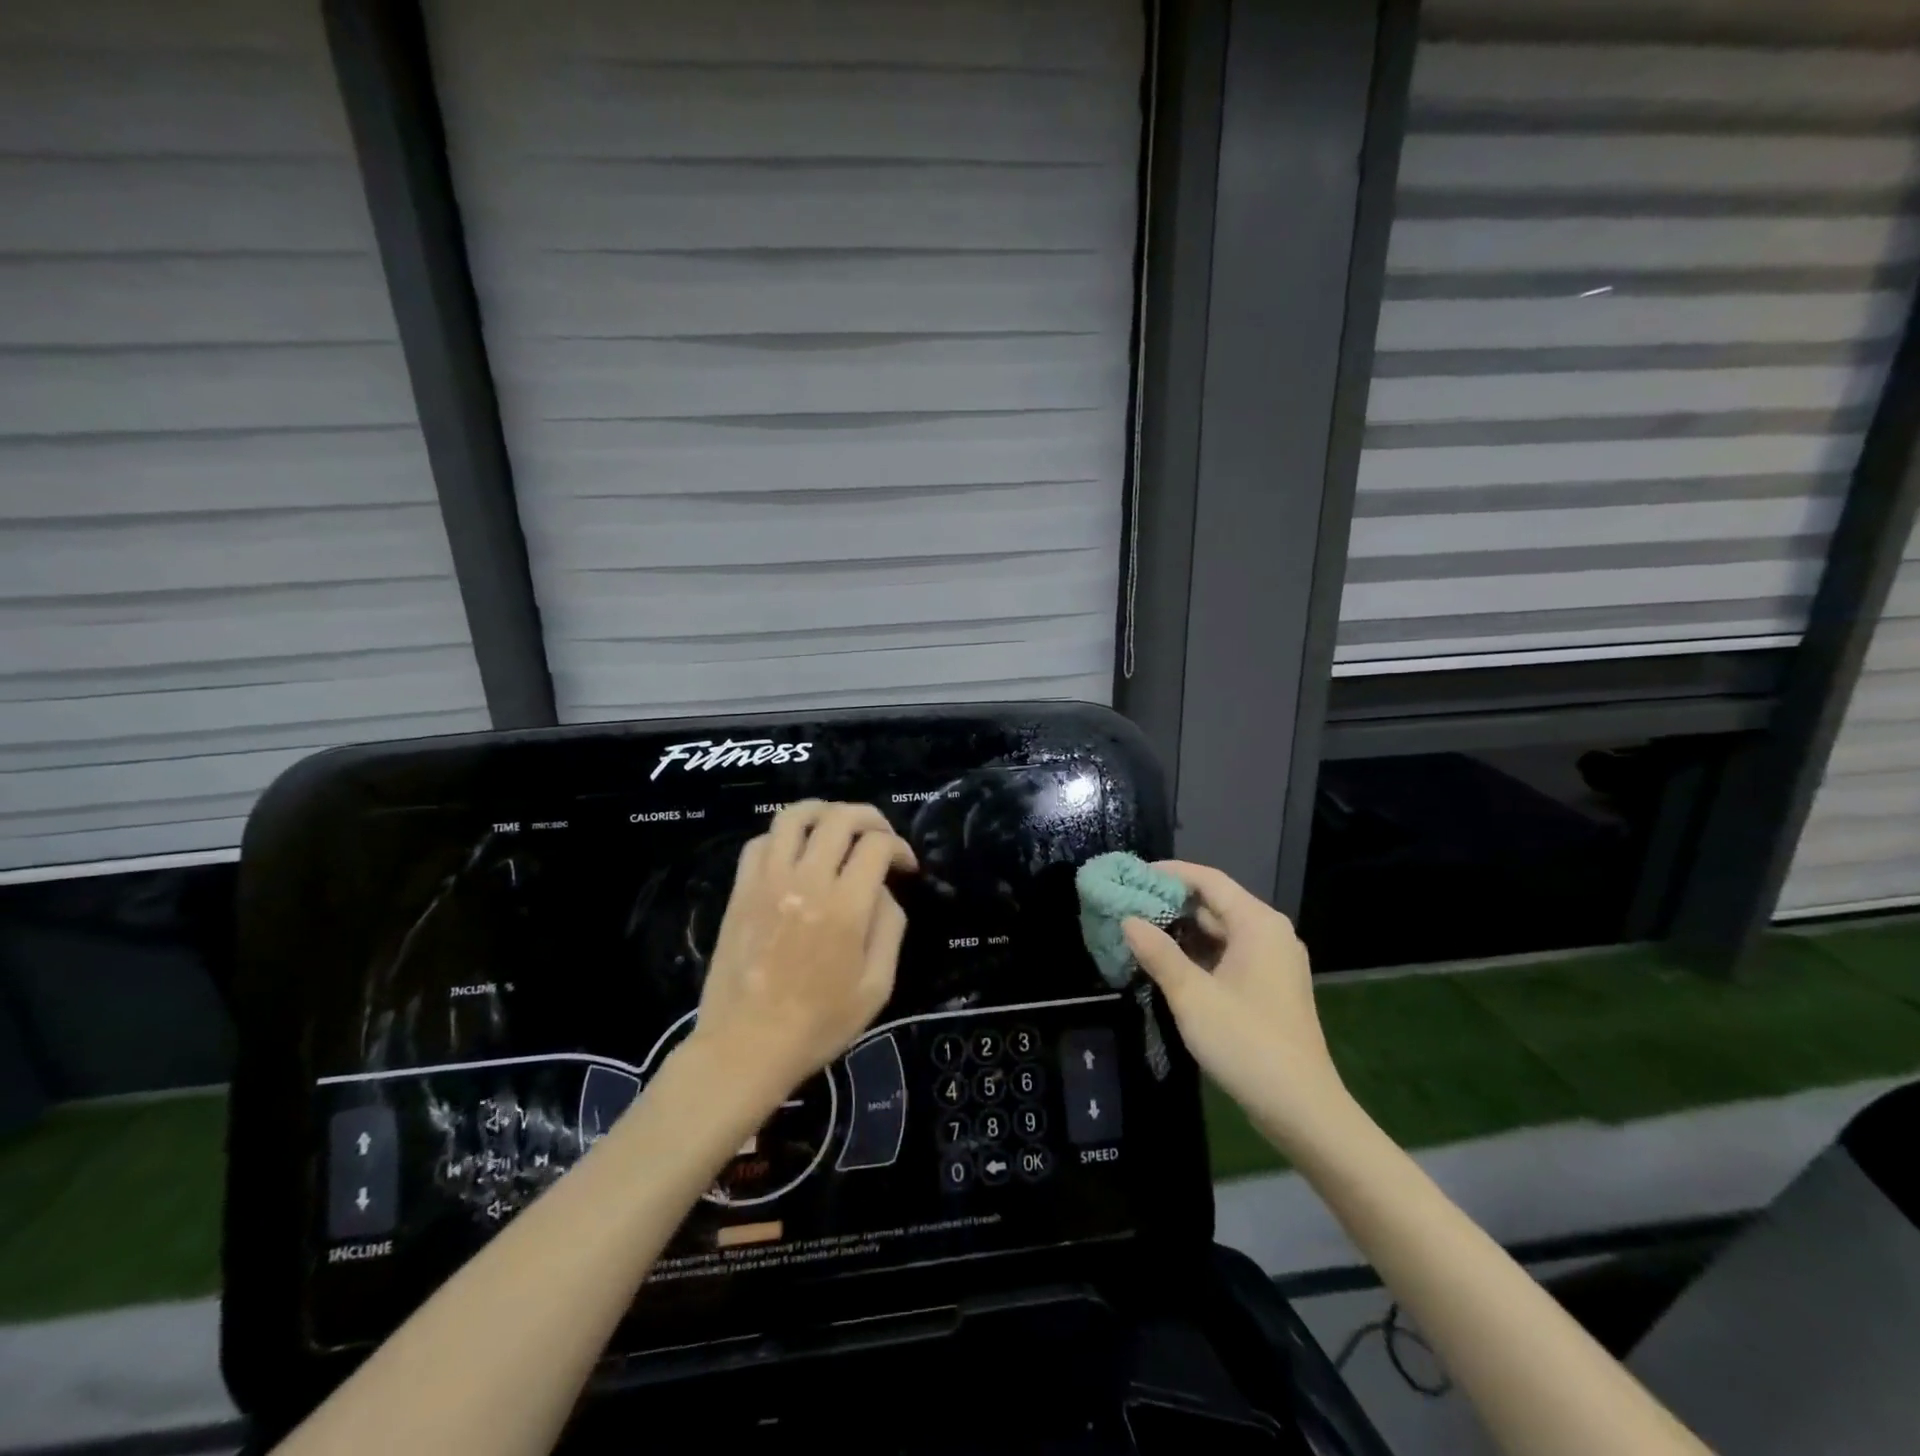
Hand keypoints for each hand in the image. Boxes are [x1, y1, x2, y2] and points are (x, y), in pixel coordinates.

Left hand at [689, 801, 915, 1103]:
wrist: (746, 1046)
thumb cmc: (819, 1024)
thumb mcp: (877, 986)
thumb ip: (889, 927)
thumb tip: (882, 890)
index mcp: (845, 906)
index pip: (877, 845)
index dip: (899, 847)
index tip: (906, 866)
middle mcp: (807, 880)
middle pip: (840, 818)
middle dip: (869, 818)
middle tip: (880, 837)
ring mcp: (767, 880)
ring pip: (795, 815)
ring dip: (824, 812)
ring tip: (838, 827)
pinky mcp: (741, 889)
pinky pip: (762, 840)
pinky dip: (785, 835)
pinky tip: (796, 854)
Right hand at [1122, 861, 1352, 1154]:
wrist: (1302, 1109)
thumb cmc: (1246, 1043)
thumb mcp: (1192, 996)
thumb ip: (1158, 953)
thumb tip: (1128, 920)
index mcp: (1257, 924)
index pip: (1208, 880)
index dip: (1168, 873)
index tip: (1132, 875)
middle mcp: (1269, 933)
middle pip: (1214, 903)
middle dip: (1170, 902)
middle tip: (1127, 904)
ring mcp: (1272, 961)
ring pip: (1219, 931)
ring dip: (1181, 930)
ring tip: (1138, 930)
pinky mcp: (1269, 986)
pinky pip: (1228, 954)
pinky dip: (1197, 953)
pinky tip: (1166, 962)